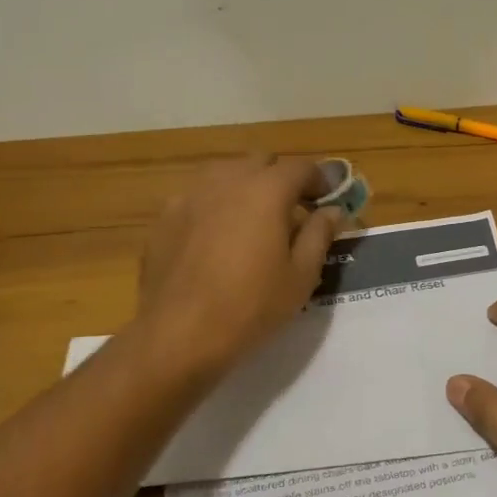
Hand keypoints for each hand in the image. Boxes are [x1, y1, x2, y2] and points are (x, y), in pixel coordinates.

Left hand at [135, 155, 345, 377]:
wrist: (178, 333)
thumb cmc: (251, 306)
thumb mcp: (301, 276)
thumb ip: (319, 234)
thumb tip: (331, 211)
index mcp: (266, 190)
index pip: (301, 168)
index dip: (320, 181)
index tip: (328, 201)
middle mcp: (227, 180)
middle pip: (261, 163)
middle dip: (281, 179)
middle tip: (292, 212)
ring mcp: (190, 195)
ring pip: (226, 175)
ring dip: (246, 188)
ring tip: (252, 222)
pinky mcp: (165, 217)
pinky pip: (198, 198)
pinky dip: (215, 207)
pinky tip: (215, 240)